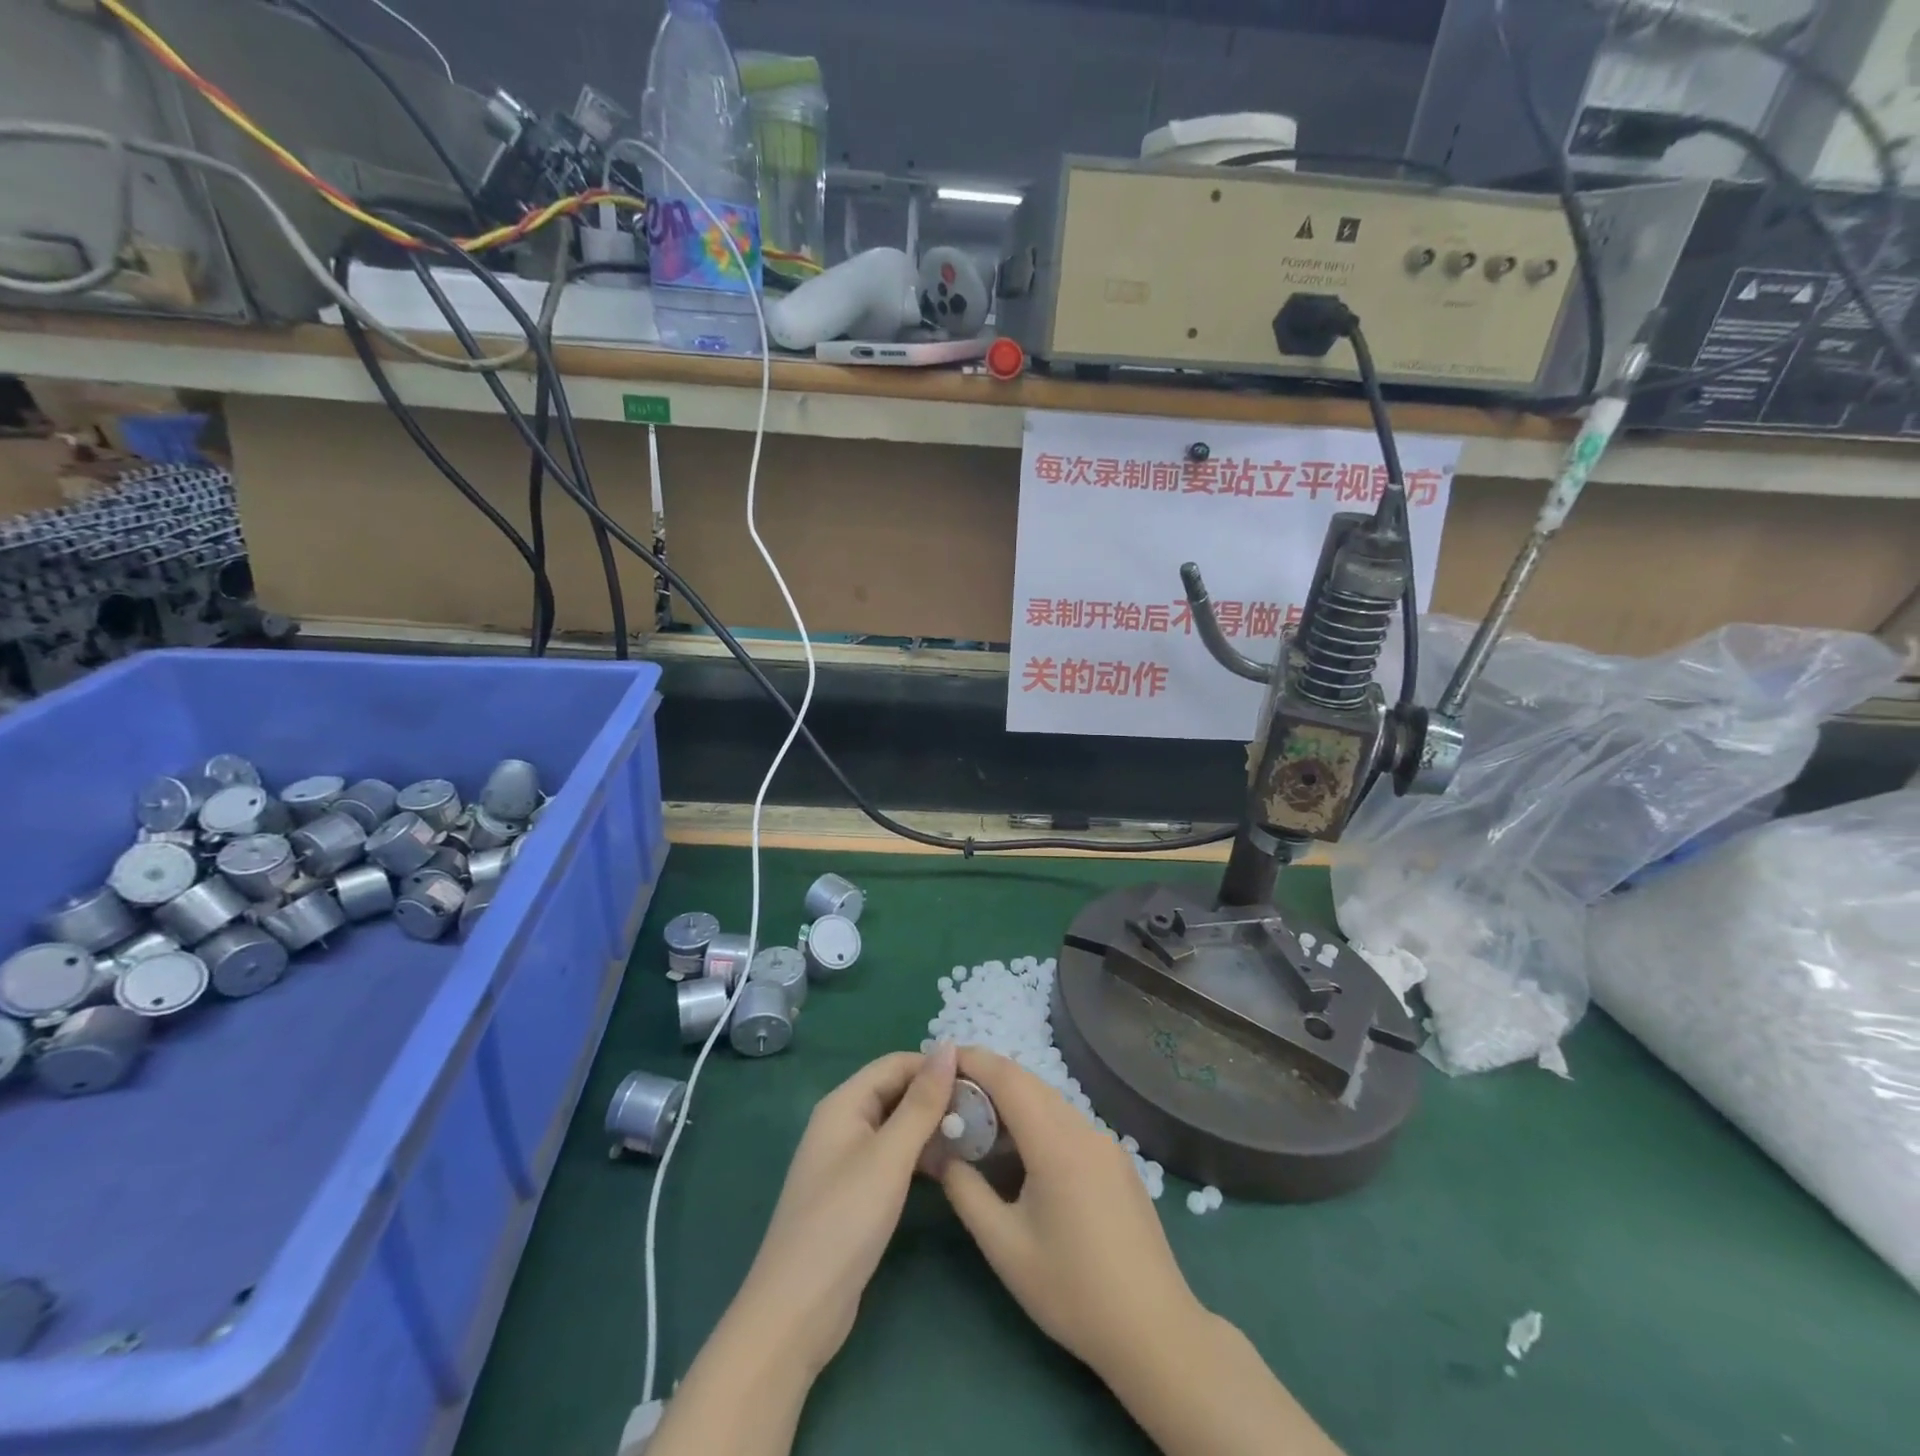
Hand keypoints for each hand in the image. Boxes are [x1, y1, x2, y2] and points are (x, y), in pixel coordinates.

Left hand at [735, 1043, 958, 1374]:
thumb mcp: (889, 1157)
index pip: (897, 1064)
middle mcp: (843, 1122)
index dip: (937, 1066)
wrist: (797, 1311)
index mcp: (844, 1103)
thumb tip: (948, 1046)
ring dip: (932, 1128)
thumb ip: (921, 1102)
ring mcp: (847, 1159)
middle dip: (937, 1097)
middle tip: (985, 1111)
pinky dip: (920, 1156)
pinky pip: (893, 1157)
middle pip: (897, 1092)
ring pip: (897, 1126)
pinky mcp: (855, 1193)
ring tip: (977, 1138)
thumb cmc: (844, 1221)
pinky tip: (949, 1169)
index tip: (980, 1079)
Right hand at [937, 1047, 1206, 1381]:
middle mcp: (1084, 1128)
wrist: (1154, 1331)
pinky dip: (1037, 1120)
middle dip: (987, 1078)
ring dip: (1012, 1100)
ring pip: (1050, 1101)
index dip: (972, 1060)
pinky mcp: (1117, 1160)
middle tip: (949, 1092)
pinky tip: (1021, 1153)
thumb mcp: (1005, 1246)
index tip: (939, 1057)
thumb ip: (965, 1191)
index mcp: (1056, 1142)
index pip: (1008, 1077)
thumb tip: (939, 1153)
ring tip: (978, 1123)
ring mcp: (1106, 1142)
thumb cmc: (1072, 1291)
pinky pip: (1068, 1123)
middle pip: (1029, 1083)